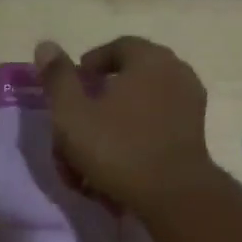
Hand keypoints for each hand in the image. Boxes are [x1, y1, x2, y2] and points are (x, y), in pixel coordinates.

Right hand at [33, 37, 213, 211]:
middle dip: (98, 104)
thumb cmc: (119, 149)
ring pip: (140, 111)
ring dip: (113, 130)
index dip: (89, 66)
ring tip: (91, 158)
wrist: (173, 195)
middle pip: (129, 81)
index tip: (71, 90)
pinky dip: (134, 143)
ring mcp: (190, 106)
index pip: (116, 48)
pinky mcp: (194, 137)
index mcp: (150, 59)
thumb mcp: (73, 115)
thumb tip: (46, 46)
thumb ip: (58, 79)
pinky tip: (117, 168)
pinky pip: (156, 130)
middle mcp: (176, 73)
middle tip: (78, 128)